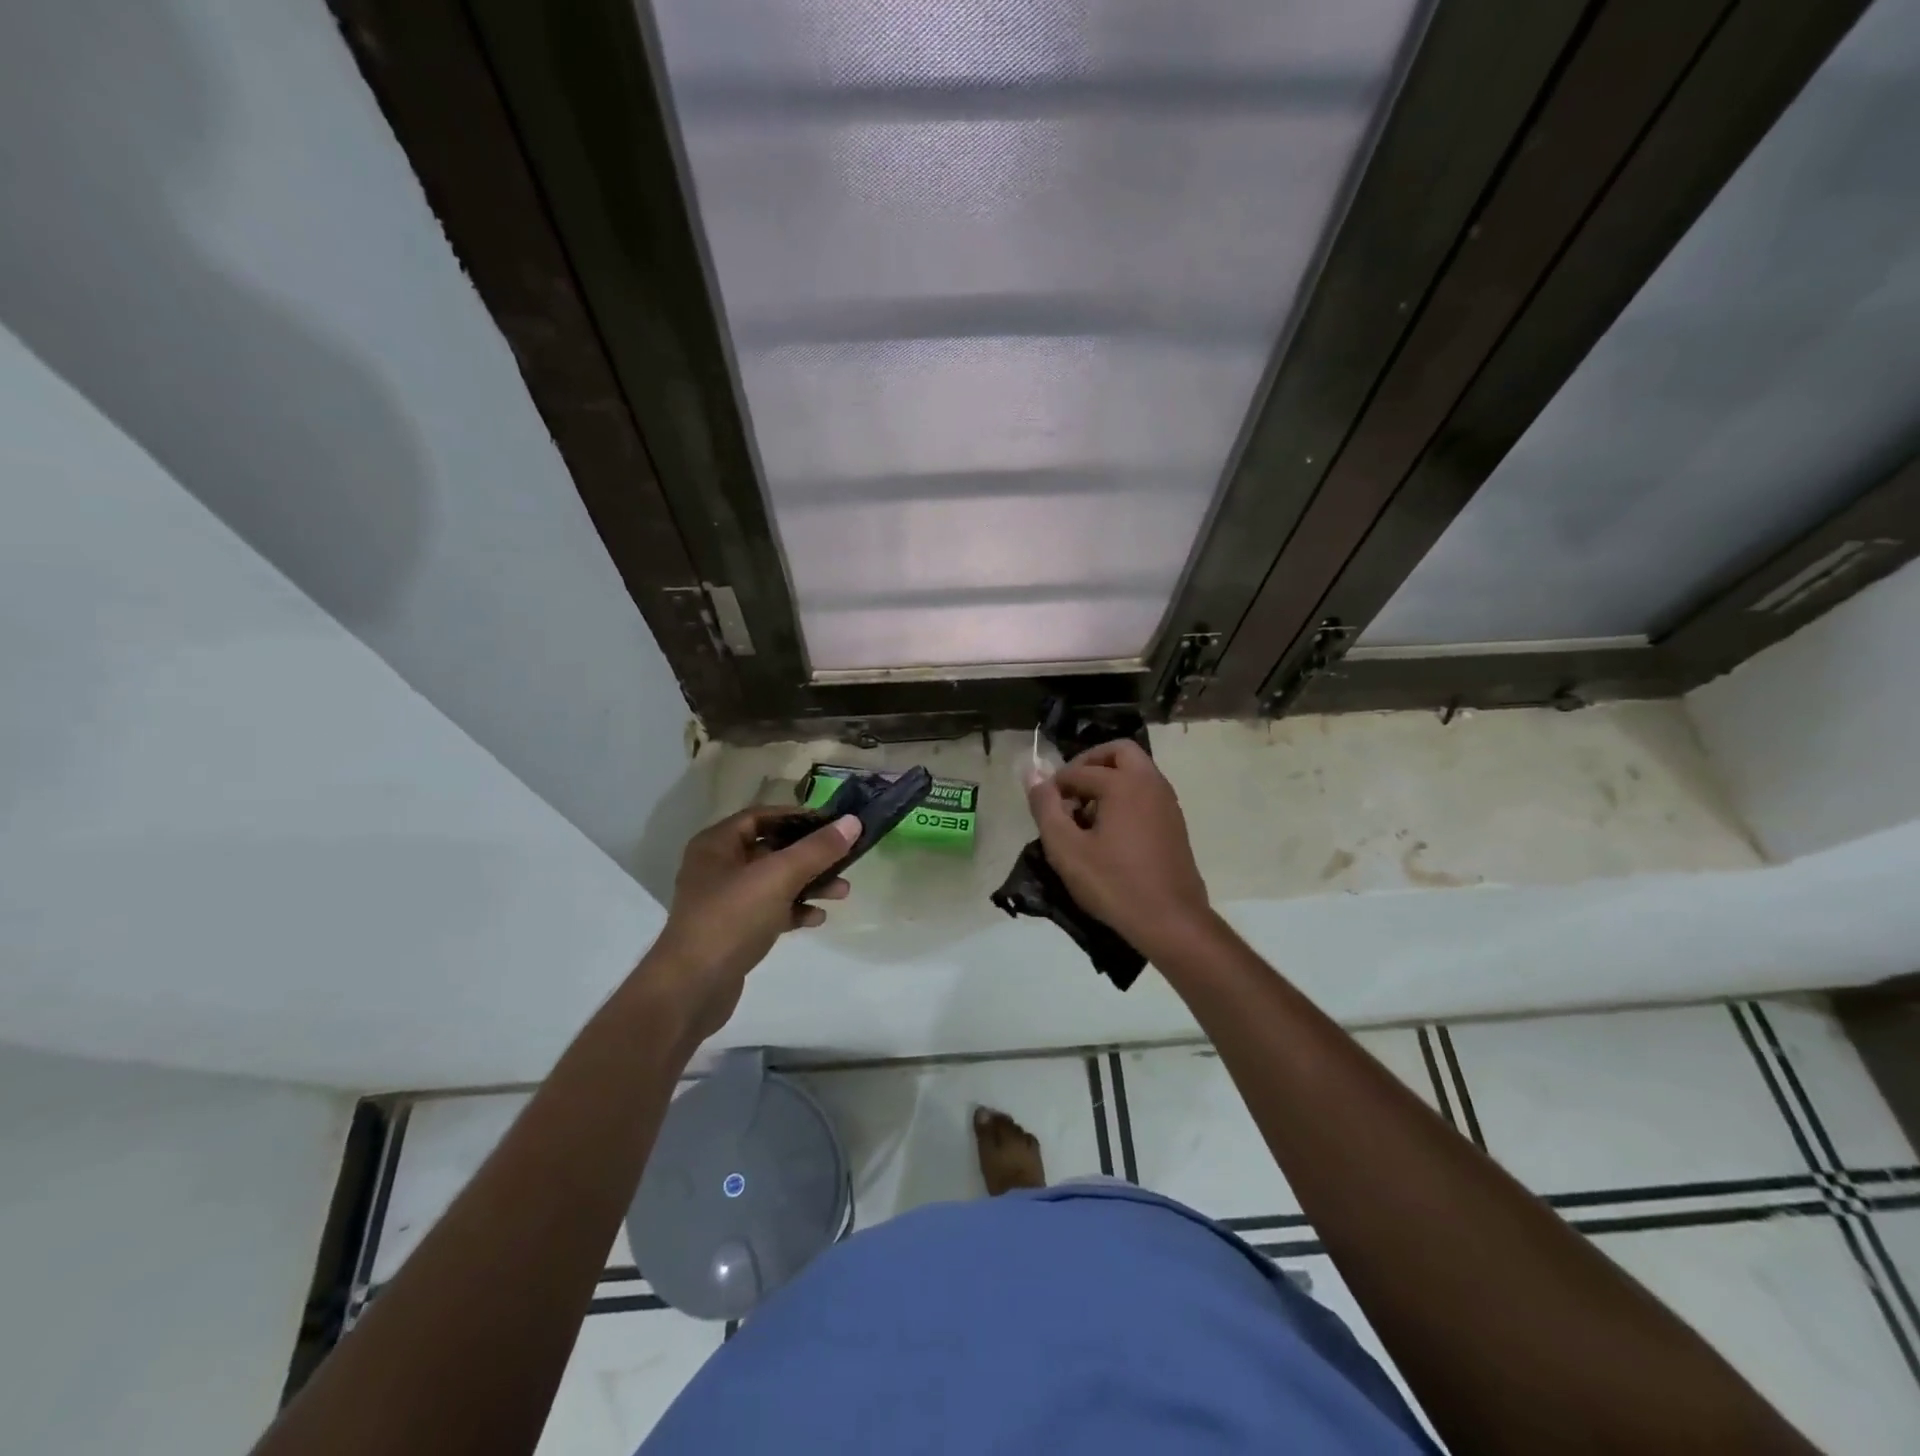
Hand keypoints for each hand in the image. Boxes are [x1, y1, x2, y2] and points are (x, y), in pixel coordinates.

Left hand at [643, 807, 858, 1041]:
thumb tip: (852, 821)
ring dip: (808, 884)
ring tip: (842, 892)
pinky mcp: (733, 931)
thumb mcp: (778, 877)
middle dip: (810, 855)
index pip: (761, 816)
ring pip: (774, 882)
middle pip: (772, 849)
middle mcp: (717, 868)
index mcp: (717, 844)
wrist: (690, 989)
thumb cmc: (731, 919)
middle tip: (844, 860)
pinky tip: (817, 918)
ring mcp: (724, 902)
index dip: (797, 817)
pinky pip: (770, 911)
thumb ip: (817, 849)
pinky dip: (794, 911)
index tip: (832, 824)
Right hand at [1026, 739, 1212, 960]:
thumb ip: (1045, 808)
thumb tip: (1033, 775)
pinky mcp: (1175, 823)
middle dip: (1089, 763)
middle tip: (1069, 790)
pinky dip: (1126, 796)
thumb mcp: (1066, 849)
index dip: (1055, 786)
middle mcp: (1150, 782)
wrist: (1171, 921)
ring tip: (1086, 814)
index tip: (1043, 808)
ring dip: (1109, 779)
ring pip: (1136, 771)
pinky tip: (1110, 833)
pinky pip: (1147, 792)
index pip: (1078, 771)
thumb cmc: (1113, 884)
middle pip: (1118, 752)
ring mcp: (1167, 802)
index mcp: (1124, 783)